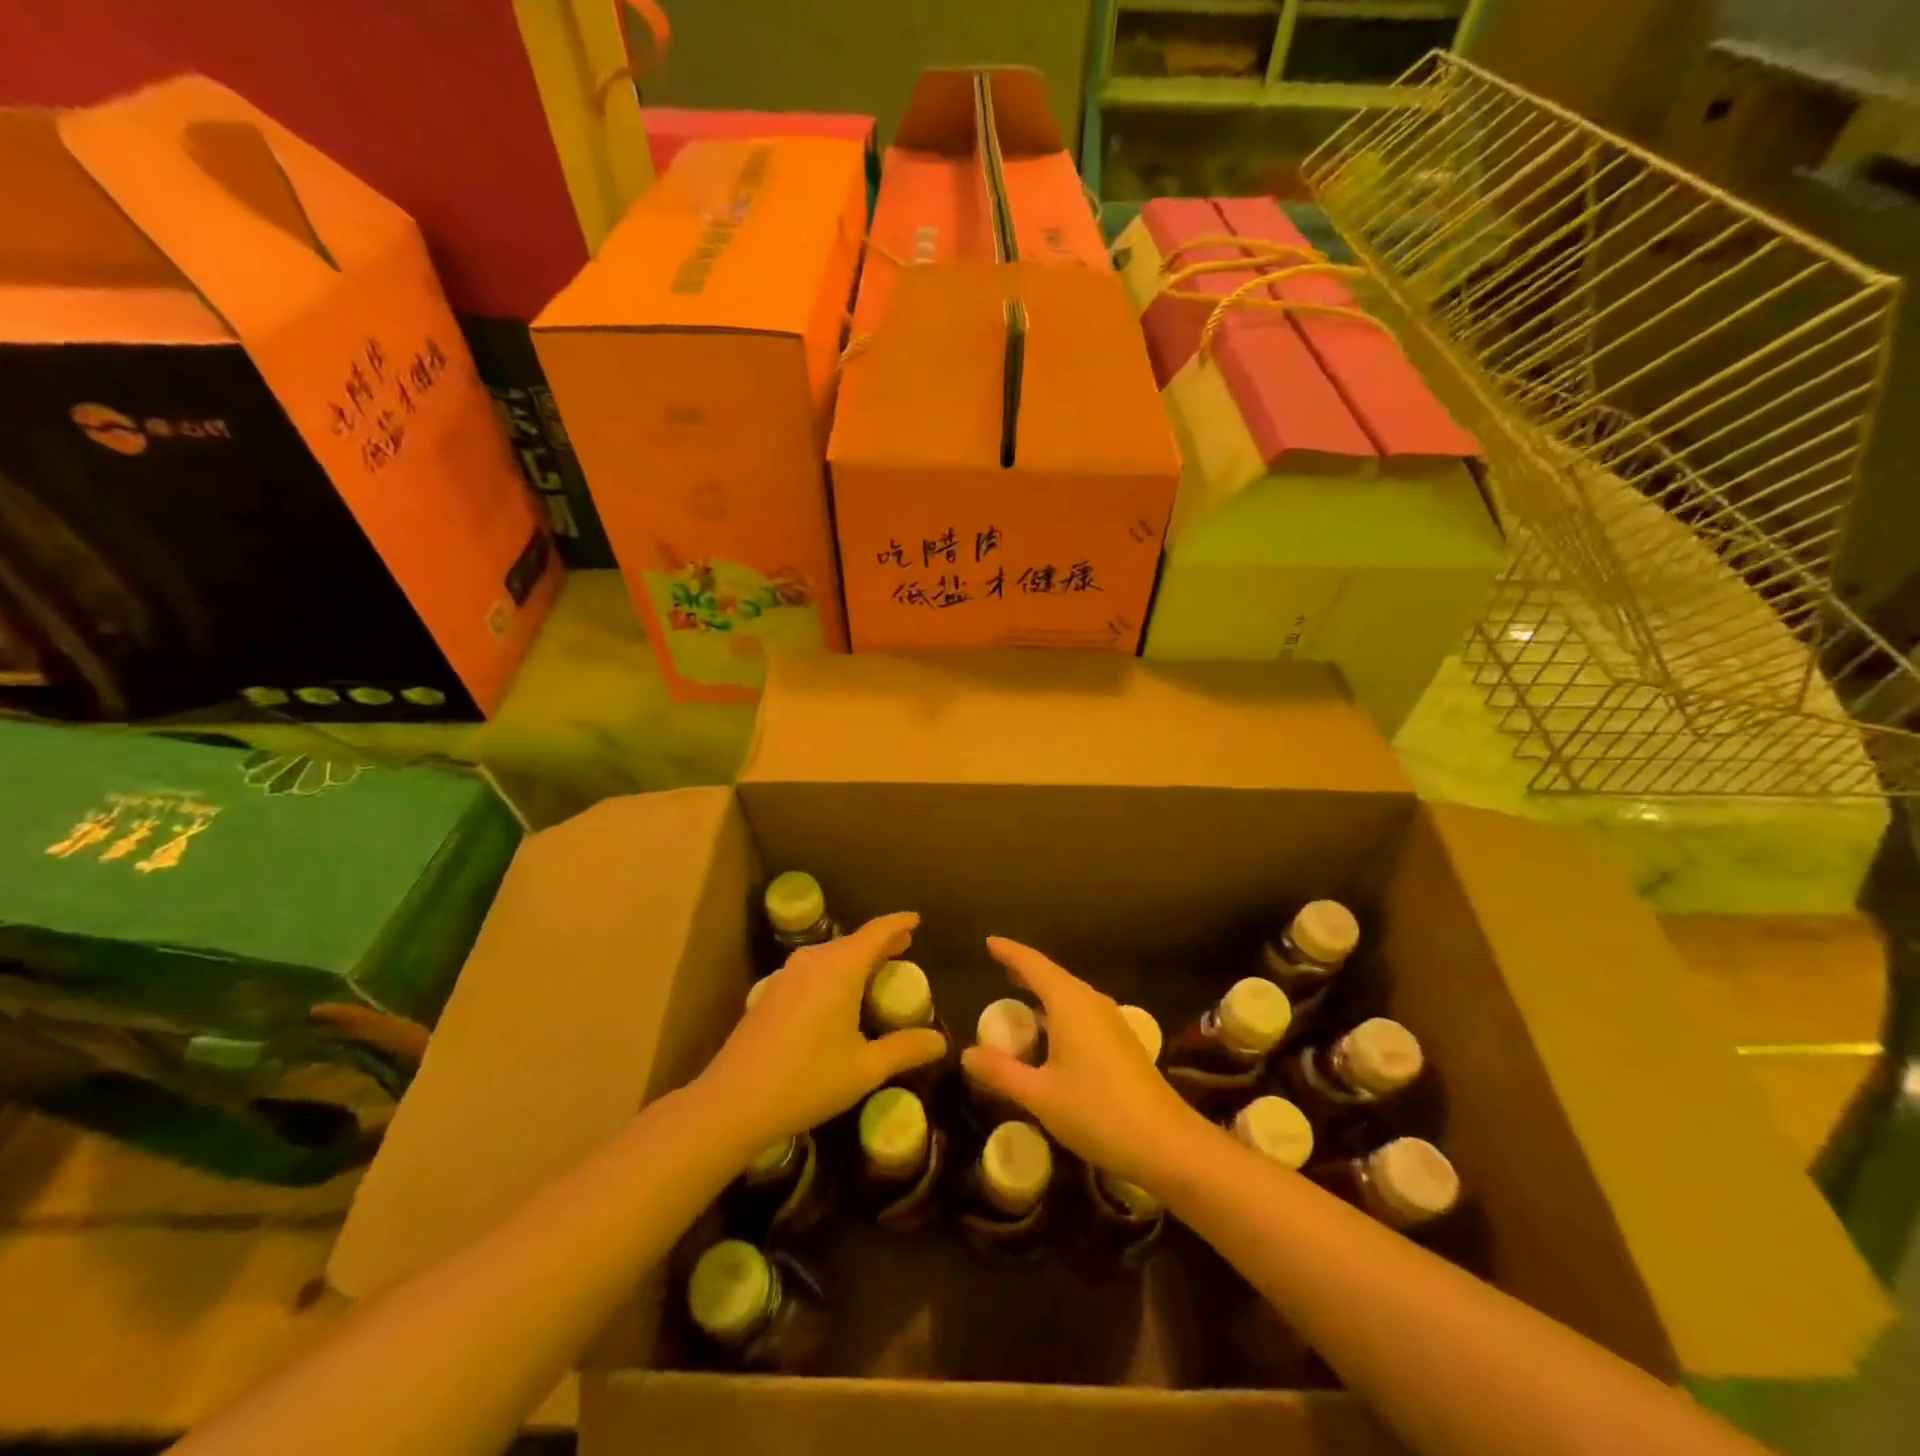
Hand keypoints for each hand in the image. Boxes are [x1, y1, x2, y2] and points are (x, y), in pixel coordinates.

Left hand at [695, 912, 947, 1153]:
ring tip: (874, 969)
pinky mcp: (770, 993)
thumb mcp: (864, 1069)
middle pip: (852, 941)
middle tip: (903, 946)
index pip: (876, 932)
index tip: (916, 919)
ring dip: (855, 957)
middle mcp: (813, 961)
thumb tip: (941, 1042)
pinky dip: (833, 972)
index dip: (898, 923)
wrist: (732, 1101)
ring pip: (830, 955)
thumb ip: (904, 1049)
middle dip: (879, 942)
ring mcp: (786, 975)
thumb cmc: (806, 1080)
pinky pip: (812, 970)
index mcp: (840, 968)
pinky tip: (836, 996)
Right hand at [961, 937, 1202, 1190]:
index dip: (1010, 952)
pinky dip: (1059, 1012)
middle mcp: (1092, 1003)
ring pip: (1070, 995)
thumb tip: (967, 1053)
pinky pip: (1082, 1012)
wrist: (1165, 1143)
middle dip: (1026, 971)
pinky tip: (1051, 1034)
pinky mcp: (1122, 1041)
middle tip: (999, 968)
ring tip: (1020, 997)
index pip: (1034, 965)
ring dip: (1044, 993)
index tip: (989, 941)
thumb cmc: (1097, 1112)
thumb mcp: (1040, 1095)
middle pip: (1054, 976)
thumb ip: (1001, 1072)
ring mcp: (1111, 1021)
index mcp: (1070, 1004)